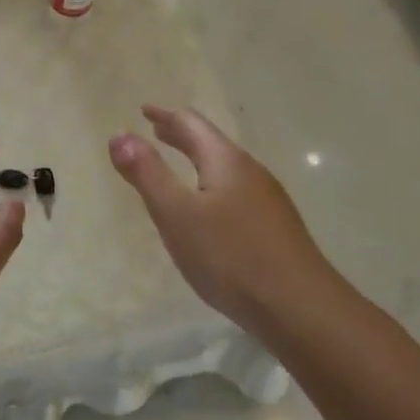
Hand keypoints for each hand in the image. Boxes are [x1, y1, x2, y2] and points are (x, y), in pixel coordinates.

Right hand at [110, 105, 343, 331]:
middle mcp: (250, 171)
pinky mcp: (275, 227)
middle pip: (210, 142)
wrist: (300, 309)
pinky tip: (209, 209)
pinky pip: (235, 190)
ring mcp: (267, 200)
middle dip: (180, 134)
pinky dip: (211, 183)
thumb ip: (147, 173)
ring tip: (177, 165)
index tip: (144, 110)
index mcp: (225, 161)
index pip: (191, 124)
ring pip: (225, 167)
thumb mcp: (176, 214)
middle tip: (156, 130)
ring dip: (196, 159)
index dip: (165, 115)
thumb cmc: (230, 256)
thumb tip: (119, 135)